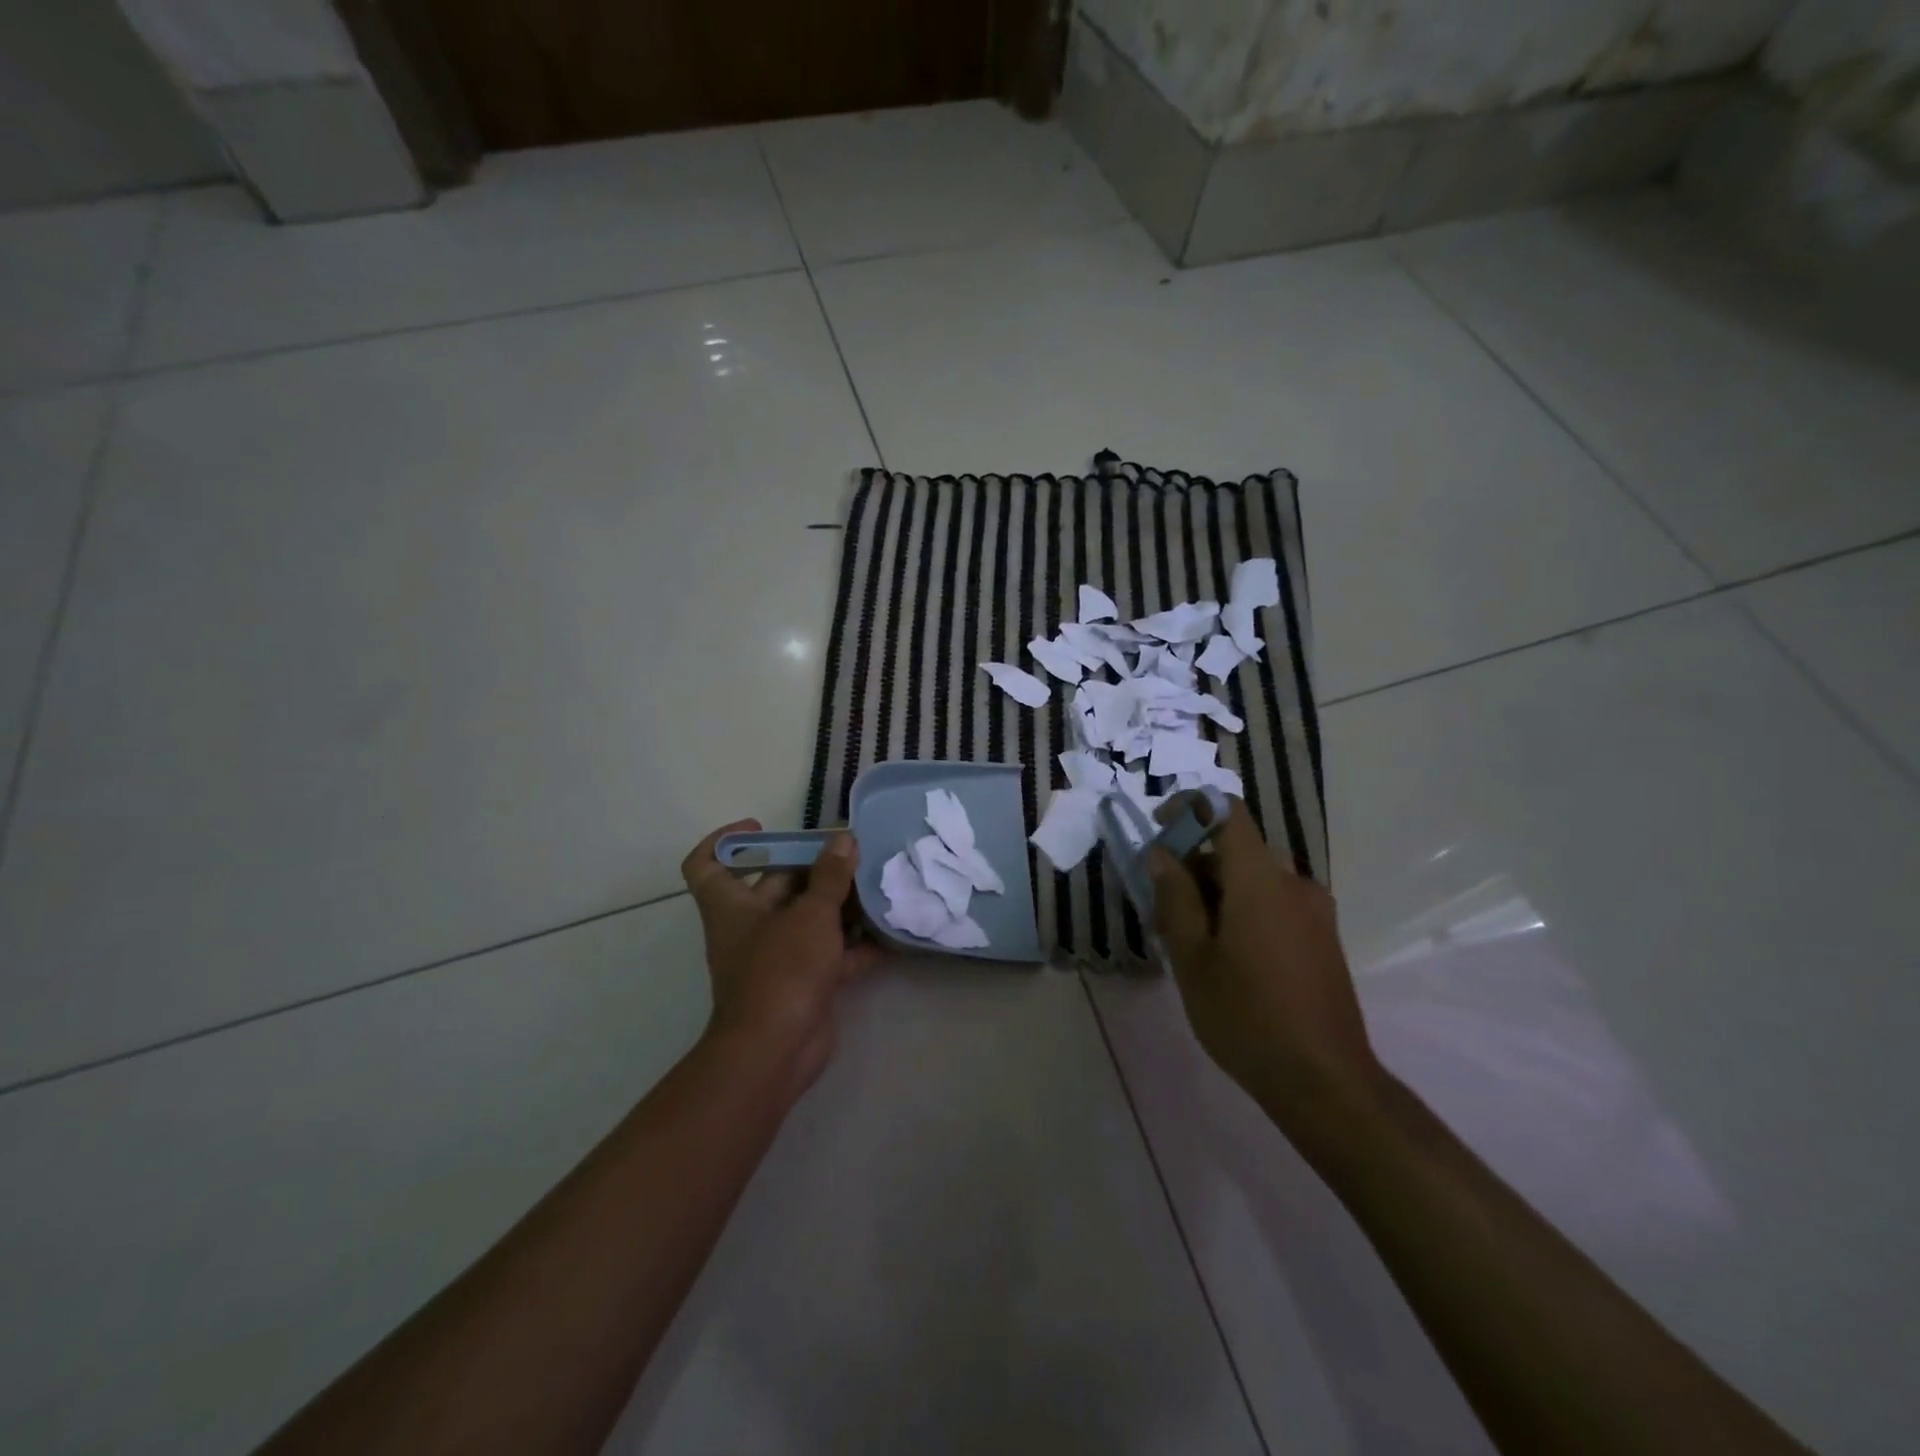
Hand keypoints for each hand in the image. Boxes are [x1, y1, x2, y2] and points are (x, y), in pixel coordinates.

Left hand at [681, 821, 879, 1099]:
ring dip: (837, 904)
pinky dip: (853, 945)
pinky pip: (828, 954)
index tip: (761, 827)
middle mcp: (749, 927)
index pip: (707, 863)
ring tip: (874, 885)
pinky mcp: (802, 983)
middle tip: (850, 852)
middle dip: (811, 868)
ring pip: (806, 920)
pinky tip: (886, 932)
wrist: (776, 1051)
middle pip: (775, 886)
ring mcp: (776, 958)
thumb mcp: (811, 914)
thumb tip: (843, 838)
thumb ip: (830, 876)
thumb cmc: (782, 969)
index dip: (727, 840)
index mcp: (732, 905)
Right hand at [1148, 799, 1382, 1138]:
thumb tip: (1161, 853)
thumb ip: (1175, 898)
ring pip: (1253, 880)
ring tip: (1186, 940)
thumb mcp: (1193, 958)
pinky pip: (1273, 903)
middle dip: (1193, 866)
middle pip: (1236, 850)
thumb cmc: (1246, 1017)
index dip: (1189, 808)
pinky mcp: (1321, 938)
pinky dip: (1241, 910)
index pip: (1227, 812)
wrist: (1325, 1082)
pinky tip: (1223, 957)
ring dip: (1215, 893)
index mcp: (1260, 880)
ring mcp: (1314, 912)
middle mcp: (1293, 884)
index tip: (1159, 832)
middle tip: (1160, 909)